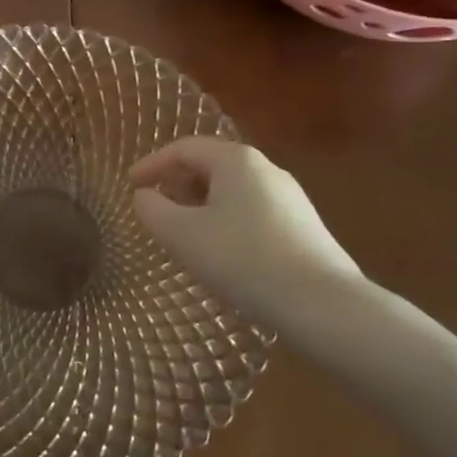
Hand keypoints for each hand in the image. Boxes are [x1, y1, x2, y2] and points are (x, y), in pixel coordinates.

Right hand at [129, 136, 361, 326]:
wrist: (325, 307)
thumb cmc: (244, 260)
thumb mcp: (182, 235)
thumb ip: (152, 210)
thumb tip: (144, 197)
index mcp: (236, 160)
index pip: (183, 148)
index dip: (151, 164)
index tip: (130, 186)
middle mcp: (266, 168)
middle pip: (209, 166)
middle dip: (177, 186)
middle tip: (157, 212)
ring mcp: (290, 198)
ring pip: (232, 191)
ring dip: (201, 207)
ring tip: (185, 237)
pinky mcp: (304, 227)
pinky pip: (252, 212)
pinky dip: (226, 222)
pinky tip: (223, 255)